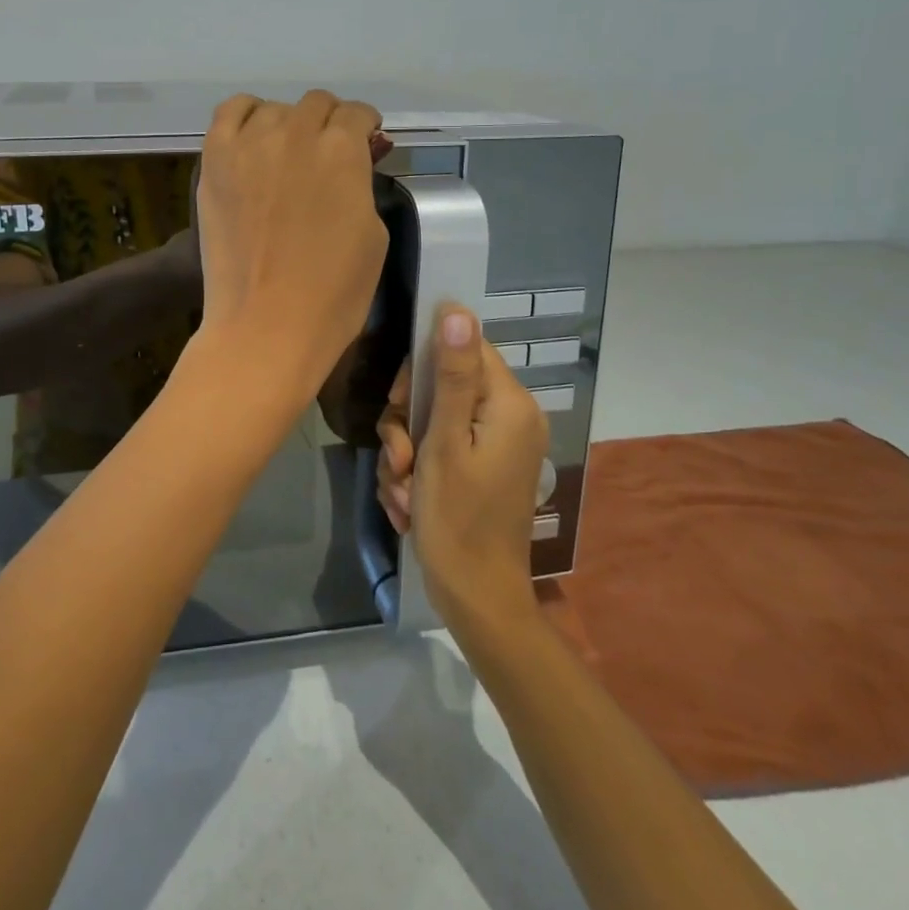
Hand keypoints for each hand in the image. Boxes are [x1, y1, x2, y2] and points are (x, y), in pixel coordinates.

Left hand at [193, 91, 388, 401]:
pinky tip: (253, 140)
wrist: (266, 325)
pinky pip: (229, 114)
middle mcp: (295, 133)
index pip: (356, 115)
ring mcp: (248, 145)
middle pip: (317, 105)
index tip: (365, 145)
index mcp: (342, 151)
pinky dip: (246, 117)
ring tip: (289, 156)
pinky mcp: (214, 161)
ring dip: (289, 125)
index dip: (365, 130)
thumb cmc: (333, 292)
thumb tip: (353, 163)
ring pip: (274, 109)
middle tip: (330, 157)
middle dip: (331, 125)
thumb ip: (361, 185)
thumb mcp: (373, 234)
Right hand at [379, 306, 547, 634]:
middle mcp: (510, 417)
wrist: (475, 598)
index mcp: (510, 404)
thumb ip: (452, 375)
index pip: (464, 347)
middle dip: (408, 421)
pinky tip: (408, 503)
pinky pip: (440, 448)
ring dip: (406, 453)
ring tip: (401, 492)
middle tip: (398, 458)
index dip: (423, 367)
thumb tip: (457, 310)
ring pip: (433, 419)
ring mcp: (497, 445)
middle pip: (443, 385)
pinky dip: (418, 471)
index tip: (399, 400)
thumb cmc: (457, 519)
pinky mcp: (483, 467)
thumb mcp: (444, 442)